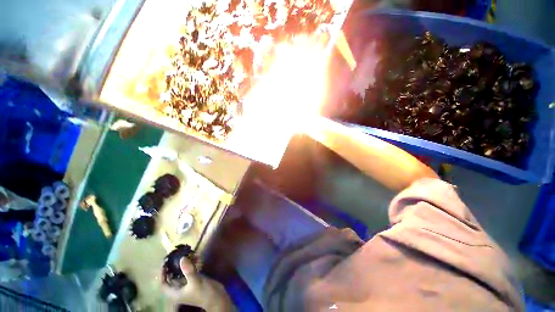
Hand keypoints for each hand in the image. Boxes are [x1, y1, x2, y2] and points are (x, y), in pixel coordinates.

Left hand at [162, 258, 233, 310]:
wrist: (217, 297)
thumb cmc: (203, 293)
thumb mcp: (195, 282)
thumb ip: (188, 270)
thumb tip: (182, 258)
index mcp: (175, 293)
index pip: (163, 284)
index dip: (162, 274)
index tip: (165, 263)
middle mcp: (180, 289)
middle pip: (172, 277)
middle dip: (174, 266)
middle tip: (176, 255)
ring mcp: (188, 284)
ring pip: (182, 272)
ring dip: (185, 263)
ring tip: (189, 253)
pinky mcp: (195, 280)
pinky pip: (191, 270)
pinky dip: (193, 264)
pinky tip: (197, 257)